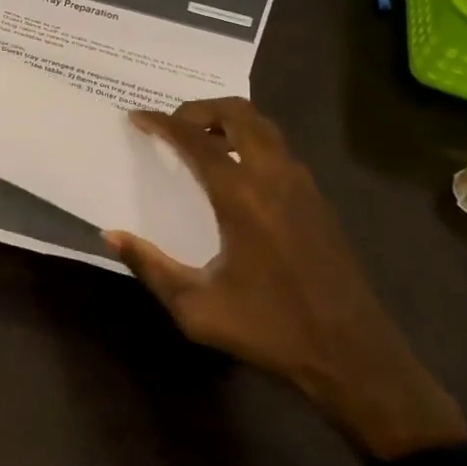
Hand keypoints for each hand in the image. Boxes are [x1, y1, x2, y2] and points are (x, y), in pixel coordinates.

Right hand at [104, 98, 466, 460]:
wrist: (354, 357)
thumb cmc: (269, 329)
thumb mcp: (196, 308)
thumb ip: (150, 267)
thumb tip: (112, 234)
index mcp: (241, 196)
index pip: (195, 140)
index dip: (162, 123)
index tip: (137, 116)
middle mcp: (274, 178)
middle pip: (238, 113)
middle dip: (200, 108)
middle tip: (173, 125)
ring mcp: (302, 187)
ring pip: (264, 127)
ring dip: (228, 121)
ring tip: (200, 141)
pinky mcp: (318, 202)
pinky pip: (279, 149)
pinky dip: (250, 141)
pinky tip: (236, 173)